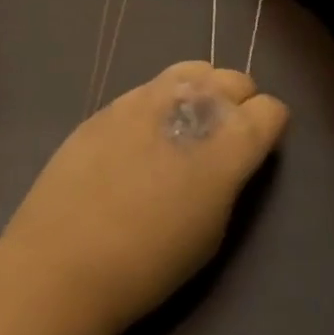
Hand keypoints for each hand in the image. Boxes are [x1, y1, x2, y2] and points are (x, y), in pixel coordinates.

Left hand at [0, 63, 289, 334]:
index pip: (269, 109)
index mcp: (227, 144)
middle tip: (226, 135)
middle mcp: (188, 106)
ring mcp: (143, 99)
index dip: (270, 127)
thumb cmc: (149, 264)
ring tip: (188, 123)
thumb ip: (228, 179)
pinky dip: (161, 100)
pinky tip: (146, 133)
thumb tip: (229, 156)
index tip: (259, 146)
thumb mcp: (212, 231)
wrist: (63, 261)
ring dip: (200, 90)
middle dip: (239, 101)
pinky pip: (149, 87)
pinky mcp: (108, 104)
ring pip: (190, 69)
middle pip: (233, 79)